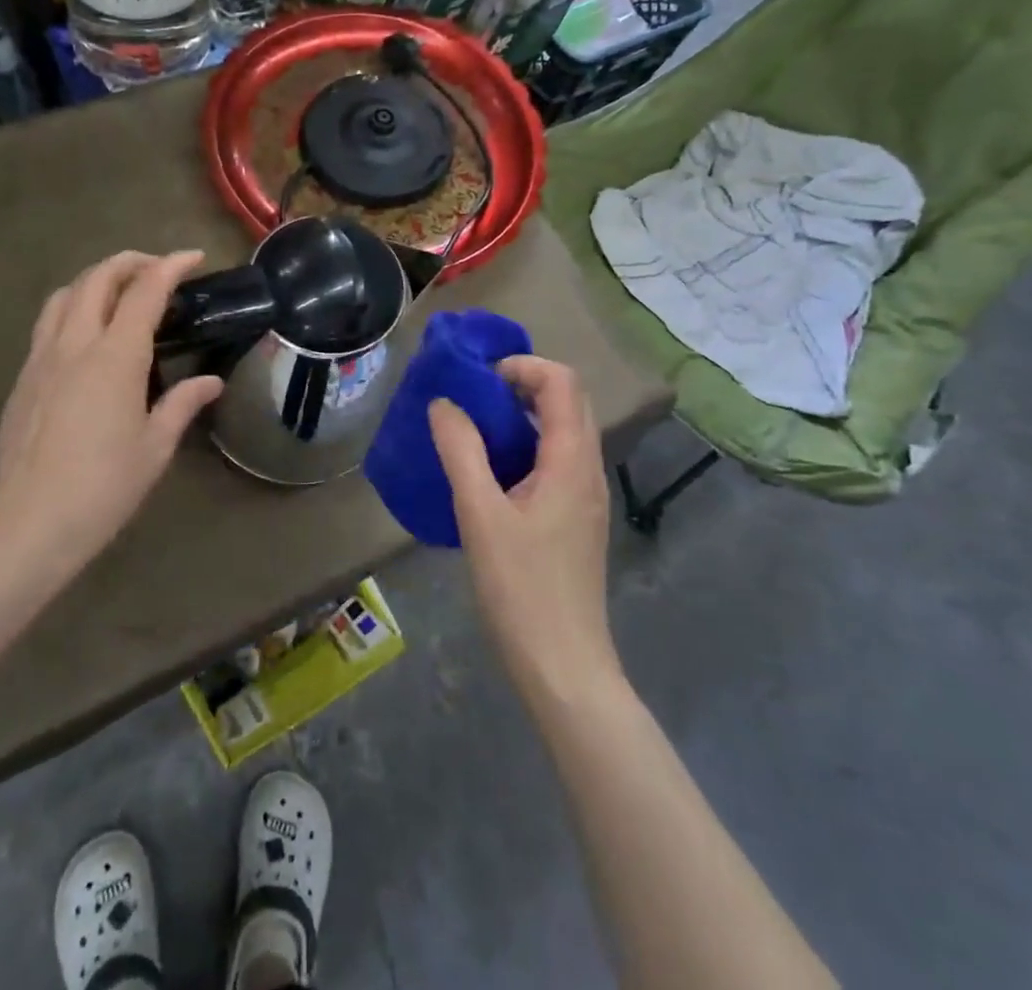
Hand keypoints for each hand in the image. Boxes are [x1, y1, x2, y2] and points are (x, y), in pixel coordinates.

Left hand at [0, 251, 223, 585]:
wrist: (26, 523)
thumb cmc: (102, 487)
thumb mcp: (154, 447)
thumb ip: (182, 404)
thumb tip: (211, 382)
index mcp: (115, 357)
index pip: (145, 291)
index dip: (170, 266)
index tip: (193, 257)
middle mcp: (74, 344)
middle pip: (97, 278)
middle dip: (130, 262)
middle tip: (157, 269)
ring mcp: (41, 358)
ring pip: (64, 295)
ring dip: (95, 279)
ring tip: (118, 292)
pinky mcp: (22, 378)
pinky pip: (47, 323)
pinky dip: (72, 308)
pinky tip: (85, 336)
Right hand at [428, 357, 617, 701]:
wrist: (564, 665)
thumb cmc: (521, 588)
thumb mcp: (480, 514)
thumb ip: (461, 451)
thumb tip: (443, 403)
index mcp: (572, 460)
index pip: (562, 382)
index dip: (523, 366)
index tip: (479, 379)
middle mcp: (588, 469)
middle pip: (567, 401)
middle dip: (522, 384)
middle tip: (473, 397)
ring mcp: (586, 496)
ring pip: (563, 431)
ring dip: (523, 415)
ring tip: (474, 428)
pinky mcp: (576, 519)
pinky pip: (557, 460)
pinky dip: (526, 445)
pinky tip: (491, 472)